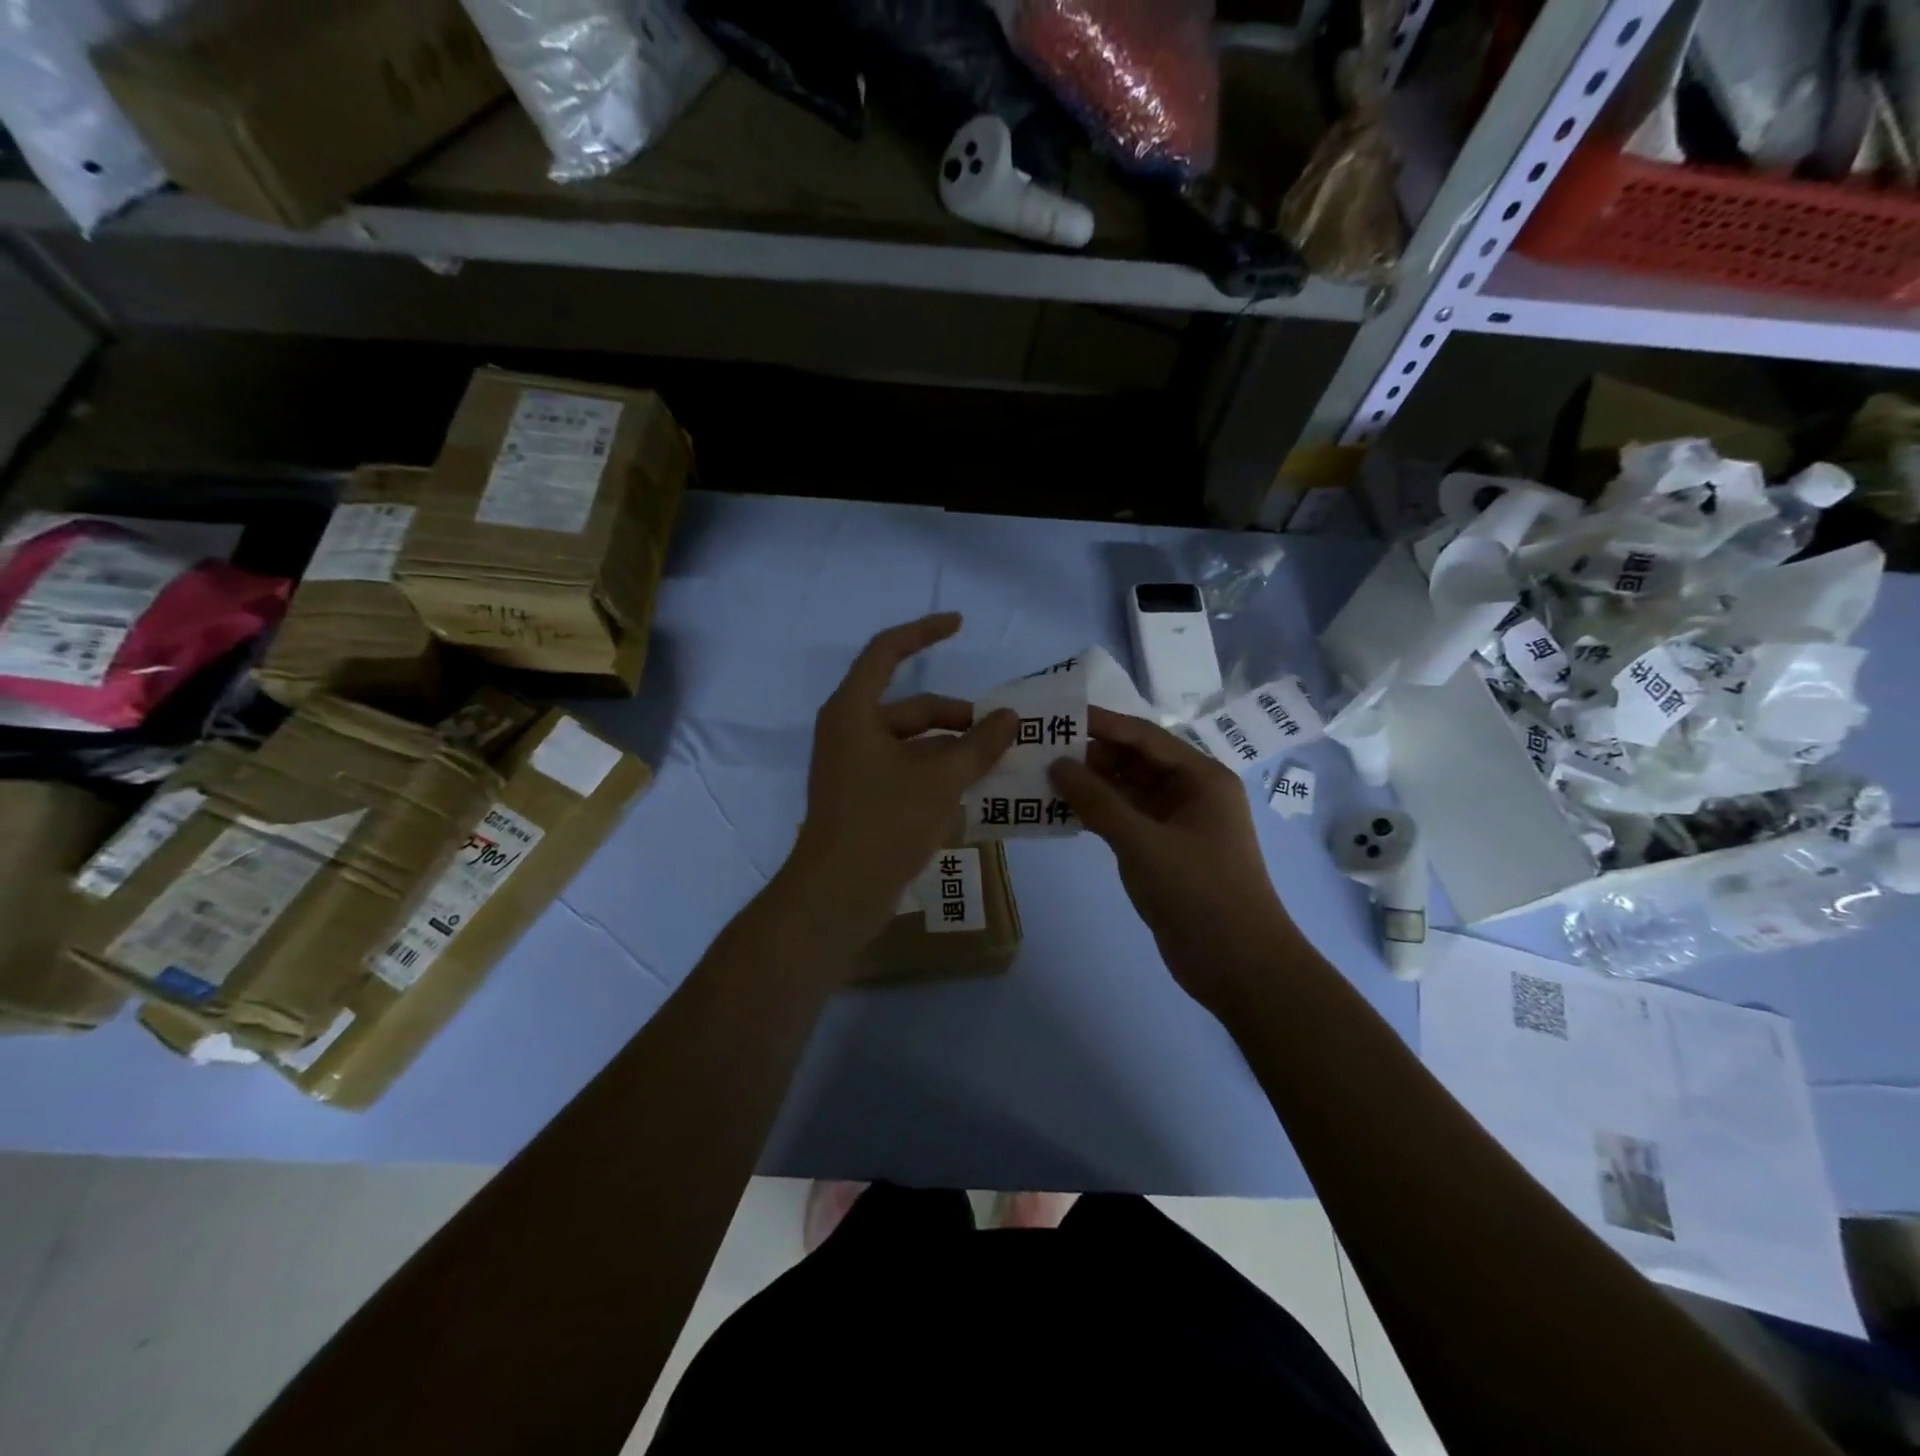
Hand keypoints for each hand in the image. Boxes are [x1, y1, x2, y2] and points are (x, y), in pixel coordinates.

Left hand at [786, 614, 1017, 953]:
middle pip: (911, 707)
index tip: (959, 624)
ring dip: (953, 749)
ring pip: (912, 743)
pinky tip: (973, 791)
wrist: (837, 894)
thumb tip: (1010, 717)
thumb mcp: (940, 780)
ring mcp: (854, 767)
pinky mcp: (863, 798)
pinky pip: (906, 771)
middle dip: (958, 717)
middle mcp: (850, 731)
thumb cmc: (884, 823)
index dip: (923, 632)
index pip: (887, 651)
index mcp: (854, 711)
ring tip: (997, 763)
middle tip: (1004, 732)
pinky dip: (937, 774)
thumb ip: (978, 744)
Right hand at [1050, 707, 1294, 1013]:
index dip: (1101, 724)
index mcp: (1201, 778)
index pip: (1144, 737)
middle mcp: (1191, 792)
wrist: (1239, 967)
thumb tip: (1057, 764)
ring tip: (1042, 778)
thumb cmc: (1198, 893)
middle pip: (1135, 761)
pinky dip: (1098, 814)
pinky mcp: (1164, 851)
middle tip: (1040, 751)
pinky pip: (1126, 820)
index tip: (1056, 716)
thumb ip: (1097, 801)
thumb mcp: (1143, 843)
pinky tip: (1061, 812)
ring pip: (1128, 791)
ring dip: (1091, 786)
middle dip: (1091, 755)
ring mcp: (1177, 823)